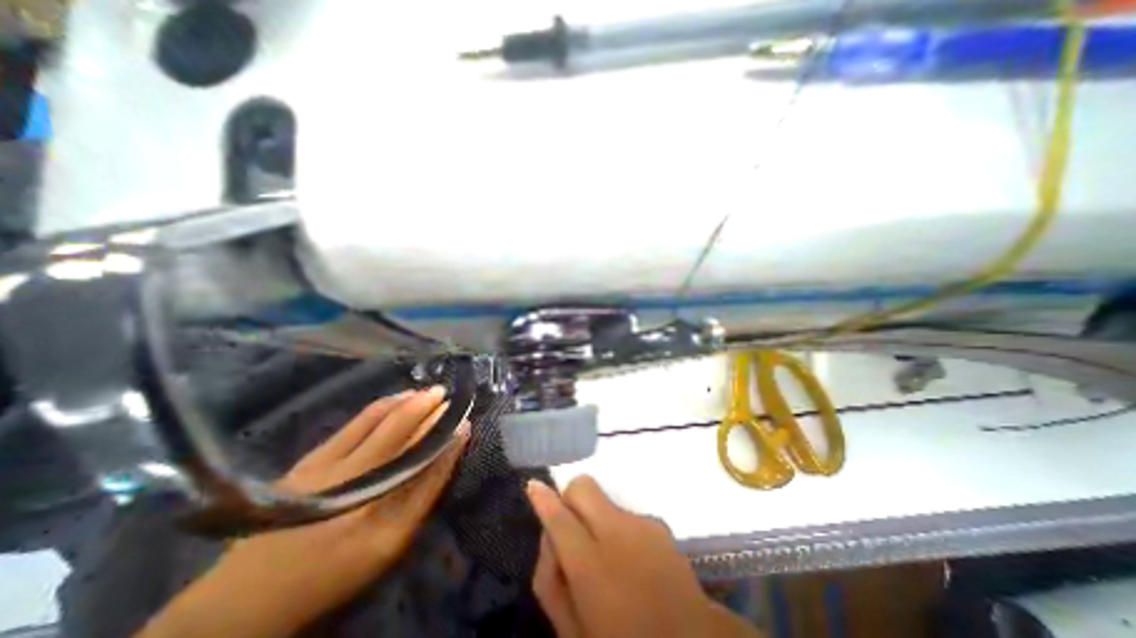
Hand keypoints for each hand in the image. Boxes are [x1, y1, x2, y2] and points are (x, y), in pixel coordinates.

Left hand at [139, 387, 466, 637]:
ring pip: (379, 417)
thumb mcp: (394, 540)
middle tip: (448, 394)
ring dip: (409, 401)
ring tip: (430, 393)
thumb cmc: (337, 567)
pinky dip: (383, 405)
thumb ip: (427, 489)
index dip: (444, 428)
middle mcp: (354, 473)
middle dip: (429, 405)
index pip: (423, 450)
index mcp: (377, 502)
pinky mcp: (311, 457)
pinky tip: (397, 399)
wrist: (252, 595)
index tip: (462, 414)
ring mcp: (328, 462)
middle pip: (401, 426)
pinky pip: (357, 420)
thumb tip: (454, 441)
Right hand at [526, 476, 756, 637]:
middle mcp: (616, 533)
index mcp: (591, 565)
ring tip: (605, 557)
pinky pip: (625, 514)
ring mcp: (641, 525)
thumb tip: (549, 538)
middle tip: (570, 526)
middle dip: (570, 497)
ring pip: (604, 500)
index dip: (543, 499)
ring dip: (595, 517)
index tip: (533, 485)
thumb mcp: (572, 631)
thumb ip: (550, 581)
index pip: (559, 518)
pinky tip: (630, 561)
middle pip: (583, 487)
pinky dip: (617, 528)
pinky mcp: (658, 524)